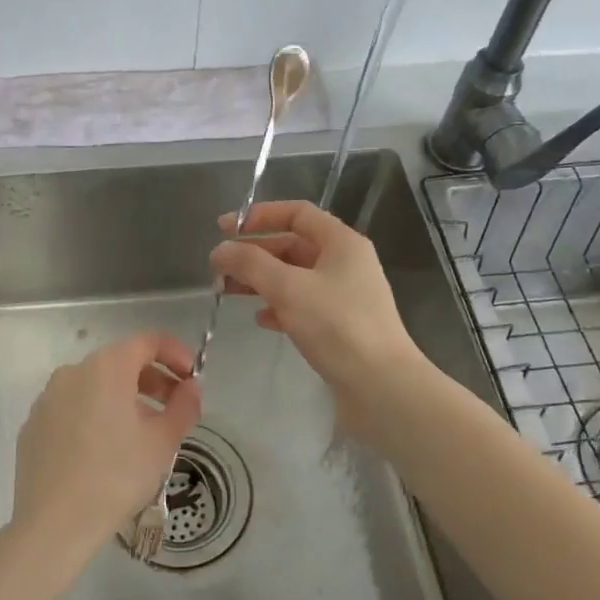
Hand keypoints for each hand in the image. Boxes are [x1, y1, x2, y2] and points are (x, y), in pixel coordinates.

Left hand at [11, 333, 201, 550]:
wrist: (53, 524)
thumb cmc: (116, 477)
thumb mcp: (162, 442)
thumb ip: (184, 406)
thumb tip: (191, 388)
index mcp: (106, 367)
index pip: (147, 341)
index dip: (175, 353)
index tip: (192, 377)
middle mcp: (73, 372)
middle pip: (120, 361)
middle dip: (153, 378)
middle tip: (175, 406)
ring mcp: (48, 398)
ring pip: (95, 385)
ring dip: (124, 397)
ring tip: (143, 431)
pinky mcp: (34, 425)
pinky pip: (73, 407)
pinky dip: (95, 414)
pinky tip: (105, 449)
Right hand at [209, 200, 427, 433]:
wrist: (381, 386)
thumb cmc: (336, 326)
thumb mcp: (288, 288)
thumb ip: (250, 263)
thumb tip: (220, 250)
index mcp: (341, 242)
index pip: (297, 213)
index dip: (259, 216)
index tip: (225, 229)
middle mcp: (345, 263)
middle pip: (293, 245)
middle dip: (254, 253)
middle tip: (219, 268)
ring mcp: (344, 295)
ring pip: (294, 277)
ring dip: (261, 280)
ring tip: (227, 292)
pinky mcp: (340, 326)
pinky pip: (303, 305)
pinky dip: (279, 306)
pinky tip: (260, 319)